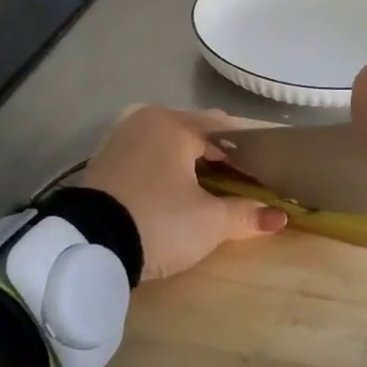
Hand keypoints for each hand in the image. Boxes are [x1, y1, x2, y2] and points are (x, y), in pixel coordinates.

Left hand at [77, 106, 288, 280]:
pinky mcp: (105, 161)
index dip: (251, 153)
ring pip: (171, 143)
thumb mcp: (209, 223)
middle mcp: (148, 120)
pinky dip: (168, 168)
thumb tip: (280, 218)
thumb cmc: (157, 222)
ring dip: (194, 161)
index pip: (227, 130)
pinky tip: (178, 190)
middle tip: (245, 182)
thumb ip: (246, 216)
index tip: (267, 174)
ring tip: (214, 188)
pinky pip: (149, 156)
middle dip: (223, 155)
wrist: (86, 246)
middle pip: (198, 133)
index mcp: (176, 124)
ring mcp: (122, 138)